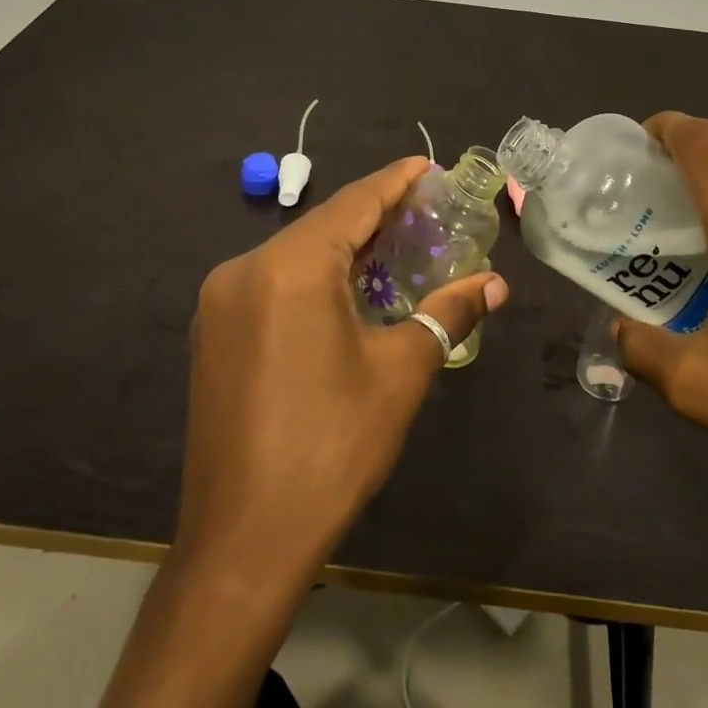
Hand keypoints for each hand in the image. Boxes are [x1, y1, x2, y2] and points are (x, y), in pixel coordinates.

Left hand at [177, 157, 508, 585]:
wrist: (243, 541)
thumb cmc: (332, 446)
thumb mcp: (401, 372)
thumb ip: (448, 313)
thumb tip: (494, 284)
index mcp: (290, 267)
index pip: (354, 203)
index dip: (395, 182)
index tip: (428, 166)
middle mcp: (245, 268)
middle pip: (323, 226)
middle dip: (375, 215)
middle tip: (425, 211)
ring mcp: (221, 302)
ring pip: (295, 254)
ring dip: (345, 248)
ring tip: (395, 248)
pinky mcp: (213, 333)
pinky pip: (273, 283)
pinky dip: (314, 277)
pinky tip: (347, 292)